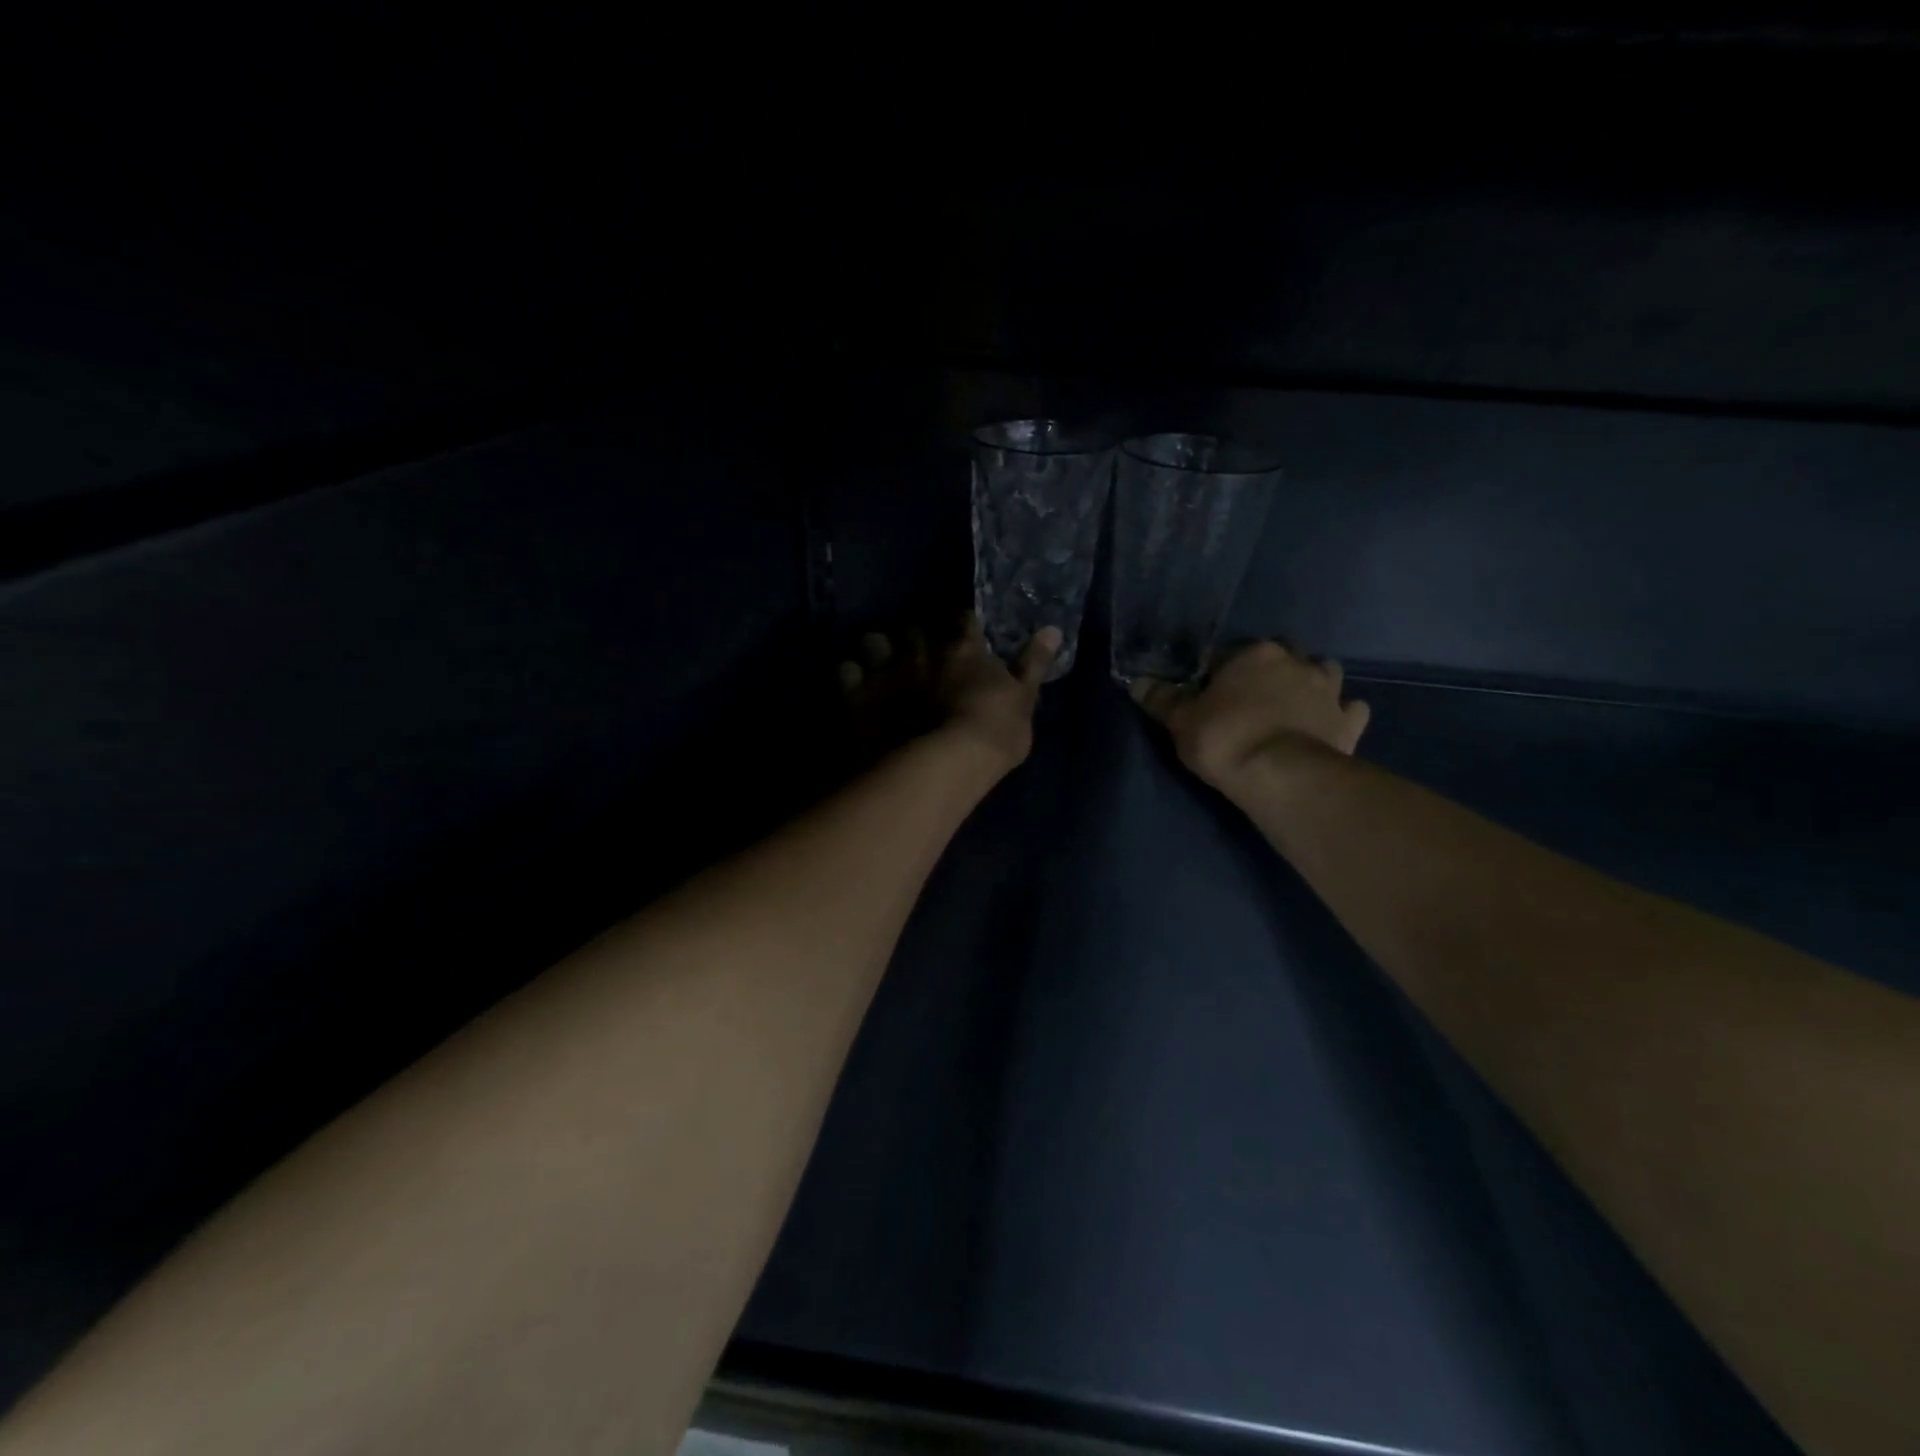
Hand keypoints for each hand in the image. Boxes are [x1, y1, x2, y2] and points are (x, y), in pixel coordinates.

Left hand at [840, 616, 1059, 773]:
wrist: (940, 766)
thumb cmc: (992, 735)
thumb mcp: (1024, 701)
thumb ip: (1033, 664)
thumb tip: (1053, 629)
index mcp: (963, 649)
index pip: (963, 620)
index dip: (962, 627)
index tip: (963, 637)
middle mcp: (921, 650)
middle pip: (914, 628)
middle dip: (917, 639)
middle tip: (921, 656)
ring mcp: (885, 670)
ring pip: (873, 641)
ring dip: (878, 650)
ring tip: (883, 666)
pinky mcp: (857, 695)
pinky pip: (845, 671)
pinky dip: (851, 676)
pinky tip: (857, 687)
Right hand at [1130, 641, 1369, 793]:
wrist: (1281, 776)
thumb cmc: (1224, 739)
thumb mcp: (1180, 721)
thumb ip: (1161, 699)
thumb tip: (1136, 681)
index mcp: (1253, 654)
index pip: (1228, 655)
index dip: (1215, 675)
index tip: (1207, 695)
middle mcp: (1296, 662)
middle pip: (1281, 657)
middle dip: (1270, 671)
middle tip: (1251, 700)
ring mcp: (1328, 691)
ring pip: (1324, 673)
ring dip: (1312, 683)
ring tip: (1294, 706)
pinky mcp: (1349, 722)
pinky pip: (1351, 709)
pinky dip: (1342, 714)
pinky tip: (1330, 724)